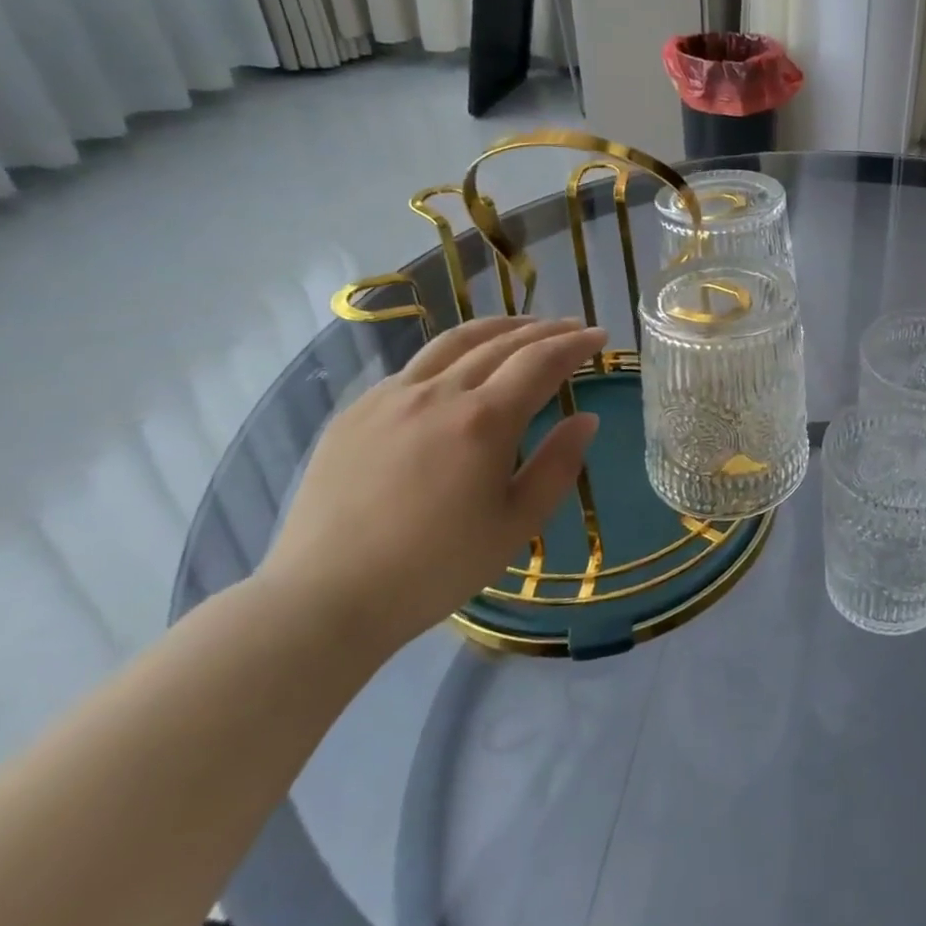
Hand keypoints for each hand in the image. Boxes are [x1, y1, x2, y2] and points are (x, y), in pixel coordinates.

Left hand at [260, 317, 606, 656]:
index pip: (541, 362)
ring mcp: (391, 397)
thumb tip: (586, 419)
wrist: (325, 599)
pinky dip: (452, 354)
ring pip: (453, 342)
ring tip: (522, 326)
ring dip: (497, 328)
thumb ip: (558, 465)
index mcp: (484, 420)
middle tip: (572, 327)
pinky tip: (458, 368)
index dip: (575, 344)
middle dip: (544, 330)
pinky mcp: (356, 412)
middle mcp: (439, 393)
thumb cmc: (435, 568)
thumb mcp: (517, 524)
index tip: (600, 336)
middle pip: (501, 343)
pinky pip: (414, 367)